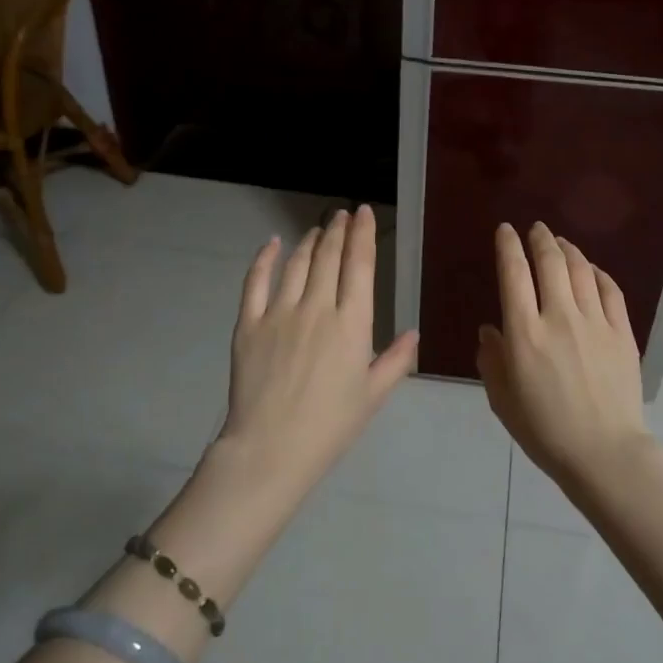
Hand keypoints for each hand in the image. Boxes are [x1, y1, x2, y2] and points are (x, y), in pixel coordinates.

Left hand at [219, 205, 418, 502]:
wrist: (271, 449)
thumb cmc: (329, 426)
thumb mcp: (372, 396)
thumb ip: (395, 360)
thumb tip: (413, 332)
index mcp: (351, 324)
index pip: (359, 266)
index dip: (362, 235)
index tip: (363, 214)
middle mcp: (317, 308)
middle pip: (329, 257)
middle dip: (338, 230)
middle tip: (342, 214)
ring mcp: (279, 313)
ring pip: (297, 264)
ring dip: (309, 241)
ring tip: (318, 228)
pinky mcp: (249, 324)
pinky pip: (256, 281)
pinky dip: (265, 258)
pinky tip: (272, 243)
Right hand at [477, 222, 652, 486]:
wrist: (604, 453)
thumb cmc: (545, 431)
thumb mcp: (502, 400)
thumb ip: (492, 360)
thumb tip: (490, 331)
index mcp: (524, 333)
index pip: (514, 274)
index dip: (508, 246)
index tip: (506, 230)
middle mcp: (559, 317)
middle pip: (550, 262)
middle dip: (540, 239)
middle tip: (536, 229)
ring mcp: (594, 322)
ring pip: (581, 270)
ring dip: (568, 250)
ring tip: (561, 243)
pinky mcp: (621, 332)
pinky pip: (610, 290)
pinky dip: (598, 273)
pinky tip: (592, 270)